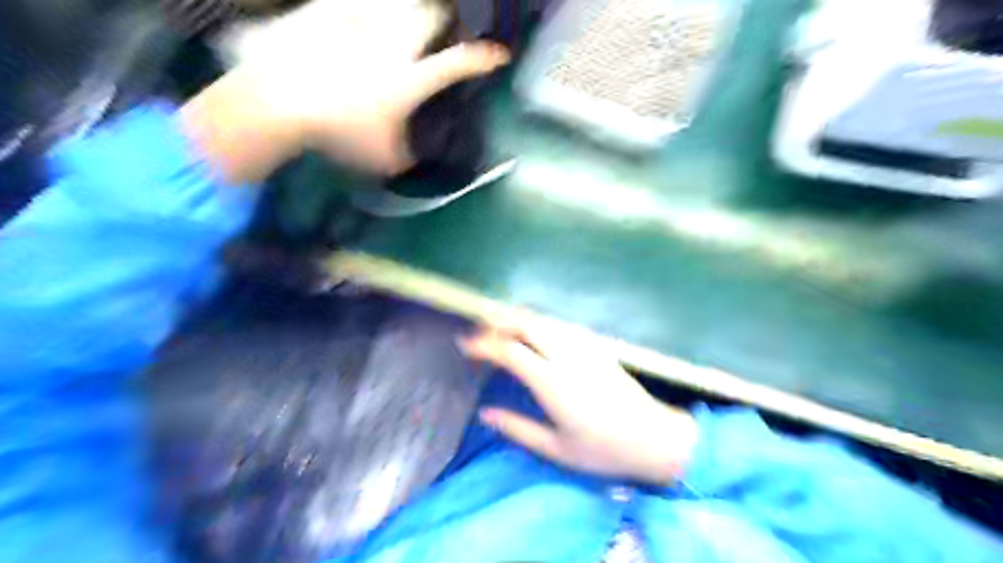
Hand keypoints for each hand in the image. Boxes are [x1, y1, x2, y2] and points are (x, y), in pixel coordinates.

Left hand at [181, 0, 508, 184]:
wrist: (282, 102)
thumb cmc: (340, 133)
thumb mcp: (383, 158)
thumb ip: (407, 157)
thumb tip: (416, 159)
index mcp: (411, 79)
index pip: (458, 64)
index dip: (484, 58)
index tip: (499, 55)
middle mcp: (394, 44)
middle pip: (431, 15)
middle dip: (443, 20)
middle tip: (442, 31)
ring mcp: (361, 24)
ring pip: (397, 3)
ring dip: (408, 11)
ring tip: (404, 24)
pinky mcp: (330, 13)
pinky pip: (355, 3)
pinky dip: (365, 10)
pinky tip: (363, 19)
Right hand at [461, 314, 698, 486]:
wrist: (655, 438)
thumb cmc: (603, 450)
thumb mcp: (555, 449)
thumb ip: (517, 428)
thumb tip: (485, 413)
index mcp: (553, 382)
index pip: (510, 350)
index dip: (484, 344)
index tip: (465, 346)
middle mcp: (567, 356)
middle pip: (525, 324)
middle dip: (497, 322)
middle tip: (478, 333)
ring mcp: (584, 347)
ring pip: (543, 320)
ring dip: (517, 318)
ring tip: (498, 329)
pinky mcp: (597, 346)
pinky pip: (561, 324)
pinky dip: (539, 322)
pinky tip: (533, 332)